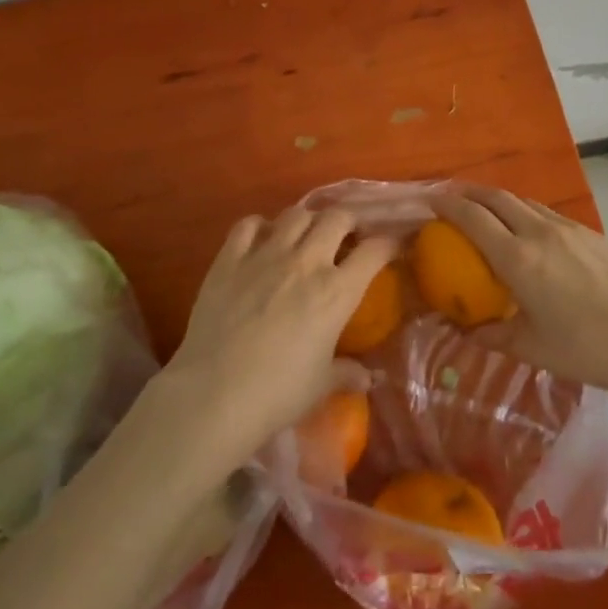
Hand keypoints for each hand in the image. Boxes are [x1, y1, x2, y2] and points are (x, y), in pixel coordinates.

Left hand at [158, 207, 398, 478]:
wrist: (214, 395)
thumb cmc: (277, 394)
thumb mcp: (320, 386)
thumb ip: (345, 373)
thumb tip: (366, 378)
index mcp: (337, 291)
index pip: (375, 251)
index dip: (389, 243)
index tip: (393, 246)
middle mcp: (306, 262)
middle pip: (337, 218)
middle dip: (348, 222)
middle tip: (346, 237)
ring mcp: (265, 255)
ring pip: (296, 213)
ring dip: (307, 221)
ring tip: (305, 236)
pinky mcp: (229, 260)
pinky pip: (248, 224)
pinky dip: (259, 227)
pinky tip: (260, 239)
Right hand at [432, 185, 607, 393]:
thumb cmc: (586, 348)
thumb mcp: (532, 348)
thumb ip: (493, 336)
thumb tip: (464, 331)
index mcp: (517, 258)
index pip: (473, 218)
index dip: (448, 205)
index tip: (432, 202)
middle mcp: (539, 232)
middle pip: (497, 197)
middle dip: (470, 192)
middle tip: (453, 197)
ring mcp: (568, 229)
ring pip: (525, 201)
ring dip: (500, 200)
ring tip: (489, 211)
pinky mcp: (591, 234)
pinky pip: (548, 213)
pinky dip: (527, 213)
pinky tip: (532, 232)